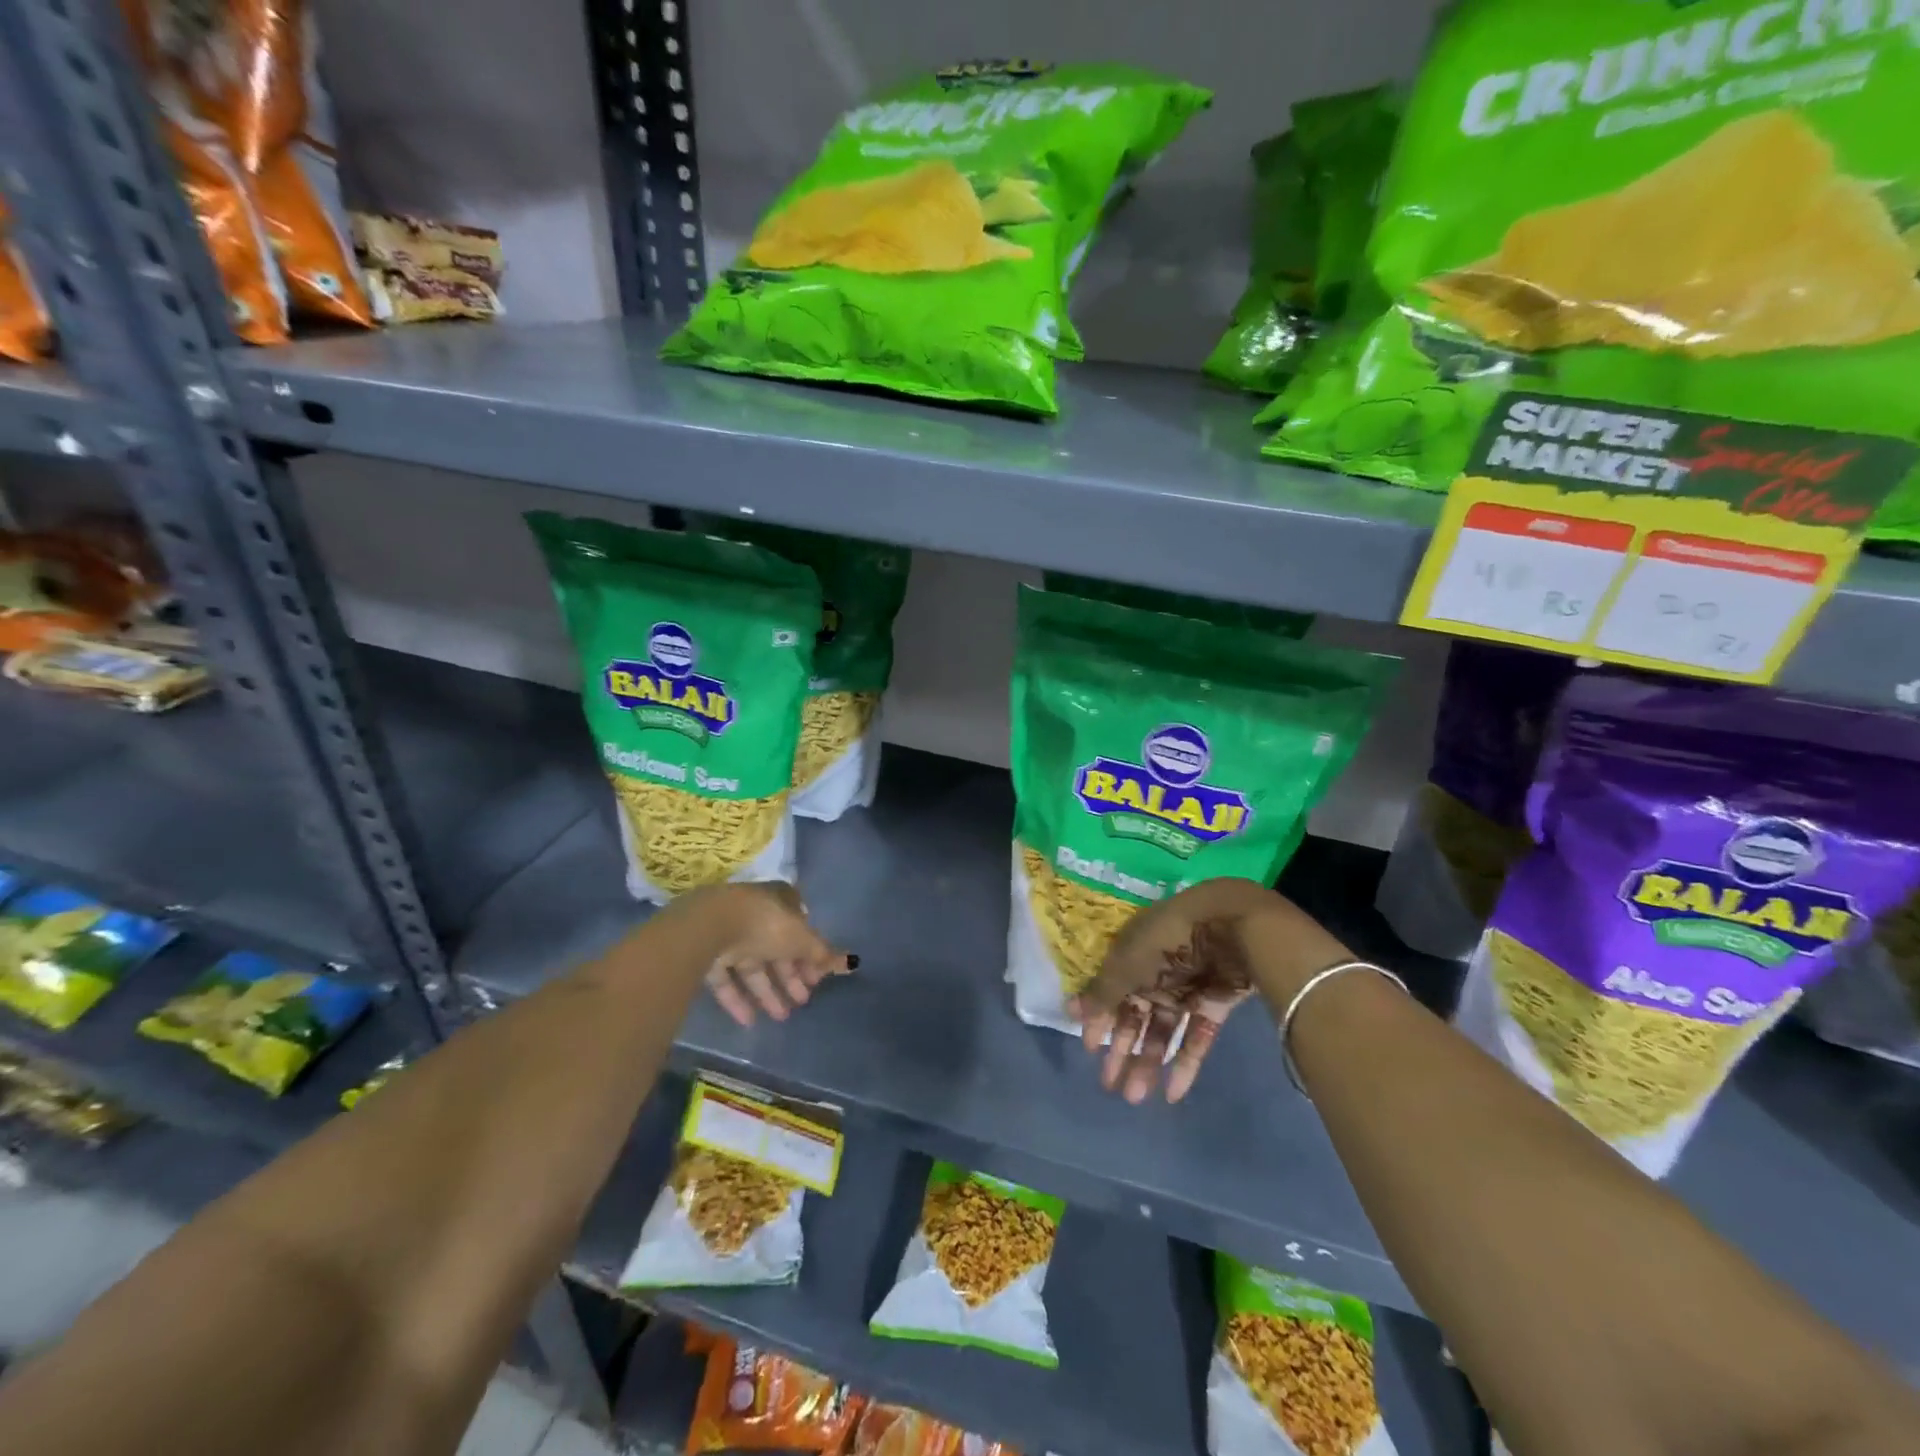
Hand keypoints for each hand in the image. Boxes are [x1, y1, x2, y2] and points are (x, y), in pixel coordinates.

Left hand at [688, 882, 854, 1026]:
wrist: (710, 926)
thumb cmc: (766, 924)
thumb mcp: (802, 939)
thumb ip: (823, 954)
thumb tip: (851, 963)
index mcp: (781, 901)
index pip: (800, 926)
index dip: (810, 952)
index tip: (817, 978)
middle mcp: (756, 915)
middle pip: (777, 948)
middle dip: (791, 975)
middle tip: (803, 1000)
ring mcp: (729, 934)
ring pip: (753, 966)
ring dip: (768, 991)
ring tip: (782, 1016)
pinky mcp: (707, 954)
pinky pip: (727, 979)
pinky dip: (738, 999)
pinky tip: (749, 1021)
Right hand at [1070, 879, 1348, 1103]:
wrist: (1230, 927)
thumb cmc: (1166, 941)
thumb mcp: (1126, 965)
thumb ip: (1102, 992)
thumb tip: (1072, 1011)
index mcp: (1132, 956)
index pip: (1111, 992)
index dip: (1100, 1020)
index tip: (1091, 1049)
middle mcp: (1156, 973)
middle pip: (1136, 1016)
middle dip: (1122, 1050)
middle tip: (1110, 1085)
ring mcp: (1186, 990)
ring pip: (1163, 1032)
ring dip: (1148, 1063)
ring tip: (1135, 1097)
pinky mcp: (1214, 1005)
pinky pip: (1196, 1038)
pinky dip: (1185, 1065)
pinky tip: (1172, 1093)